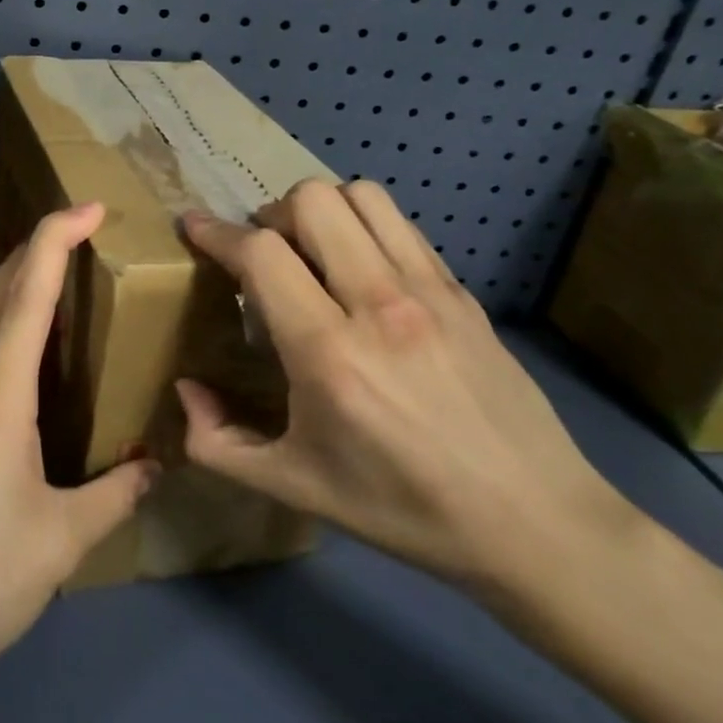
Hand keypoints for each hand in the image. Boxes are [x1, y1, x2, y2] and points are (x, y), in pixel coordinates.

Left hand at [0, 203, 158, 701]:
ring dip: (18, 280)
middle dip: (37, 247)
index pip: (29, 294)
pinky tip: (28, 346)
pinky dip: (6, 319)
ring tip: (61, 271)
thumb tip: (156, 465)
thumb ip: (114, 495)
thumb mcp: (62, 540)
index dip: (57, 240)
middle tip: (83, 229)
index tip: (90, 208)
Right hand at [176, 180, 627, 591]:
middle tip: (264, 254)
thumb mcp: (295, 487)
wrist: (536, 525)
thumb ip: (218, 442)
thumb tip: (186, 390)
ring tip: (311, 250)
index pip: (262, 254)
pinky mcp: (462, 292)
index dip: (216, 232)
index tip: (193, 227)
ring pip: (361, 196)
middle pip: (311, 202)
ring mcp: (429, 291)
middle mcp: (378, 304)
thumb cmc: (404, 510)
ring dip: (321, 210)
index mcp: (329, 354)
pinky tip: (361, 269)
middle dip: (270, 215)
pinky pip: (401, 224)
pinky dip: (365, 225)